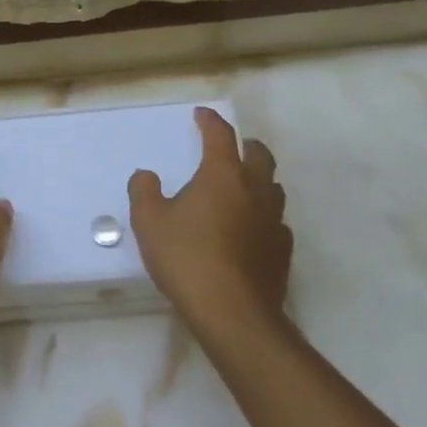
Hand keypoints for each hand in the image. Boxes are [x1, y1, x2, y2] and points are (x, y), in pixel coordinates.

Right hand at [129, 107, 291, 334]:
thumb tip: (147, 175)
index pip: (220, 135)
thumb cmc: (187, 258)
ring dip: (258, 180)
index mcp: (223, 175)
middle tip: (230, 148)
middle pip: (259, 155)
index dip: (210, 121)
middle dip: (244, 145)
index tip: (201, 115)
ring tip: (241, 188)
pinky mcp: (283, 250)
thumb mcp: (149, 222)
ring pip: (272, 187)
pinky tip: (251, 230)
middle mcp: (254, 189)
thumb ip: (144, 191)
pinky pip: (276, 221)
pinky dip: (263, 216)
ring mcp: (273, 220)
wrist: (232, 312)